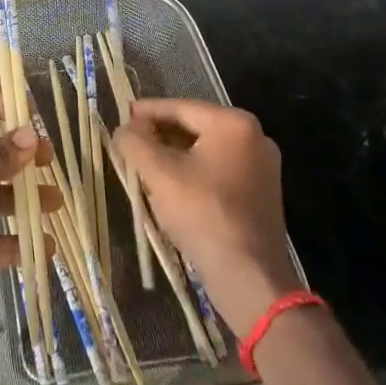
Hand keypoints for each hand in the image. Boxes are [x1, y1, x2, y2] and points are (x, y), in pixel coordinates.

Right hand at [114, 99, 300, 333]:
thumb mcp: (159, 174)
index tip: (123, 115)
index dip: (147, 111)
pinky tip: (172, 185)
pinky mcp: (262, 192)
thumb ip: (135, 142)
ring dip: (175, 154)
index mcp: (233, 123)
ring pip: (206, 149)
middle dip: (161, 133)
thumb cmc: (203, 214)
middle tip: (131, 140)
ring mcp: (263, 166)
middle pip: (195, 126)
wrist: (249, 276)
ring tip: (145, 162)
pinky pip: (220, 169)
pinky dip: (194, 170)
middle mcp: (255, 137)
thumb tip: (123, 129)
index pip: (181, 108)